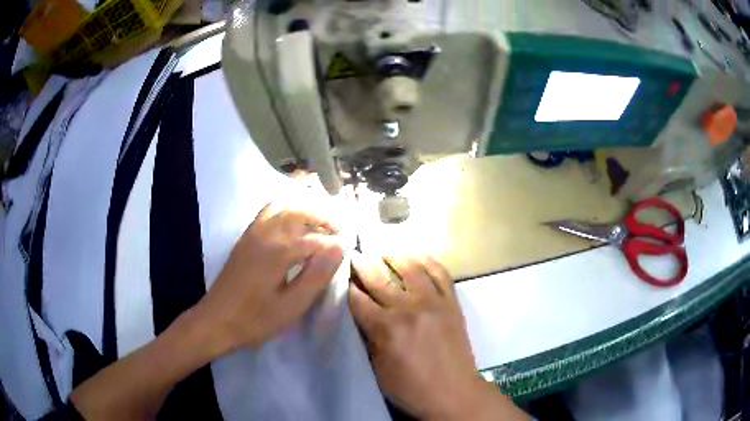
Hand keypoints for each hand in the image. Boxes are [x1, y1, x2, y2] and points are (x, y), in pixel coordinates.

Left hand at [194, 201, 343, 355]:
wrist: (217, 321)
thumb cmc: (256, 319)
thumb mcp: (292, 305)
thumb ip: (316, 275)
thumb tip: (339, 247)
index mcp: (279, 251)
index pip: (316, 238)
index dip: (336, 242)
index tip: (349, 248)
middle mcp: (266, 234)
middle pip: (300, 212)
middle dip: (323, 218)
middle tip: (339, 230)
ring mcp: (252, 233)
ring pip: (283, 208)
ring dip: (305, 210)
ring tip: (319, 225)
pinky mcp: (245, 238)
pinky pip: (267, 212)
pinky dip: (285, 210)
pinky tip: (292, 224)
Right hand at [349, 254, 527, 420]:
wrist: (454, 393)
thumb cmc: (411, 388)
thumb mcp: (378, 369)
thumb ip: (369, 337)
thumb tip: (361, 314)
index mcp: (386, 328)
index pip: (358, 298)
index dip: (346, 285)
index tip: (339, 275)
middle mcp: (409, 308)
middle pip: (378, 277)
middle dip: (362, 263)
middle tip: (354, 253)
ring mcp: (434, 302)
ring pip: (410, 267)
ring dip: (392, 255)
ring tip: (382, 250)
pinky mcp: (452, 302)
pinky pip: (440, 273)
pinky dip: (427, 260)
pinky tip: (416, 254)